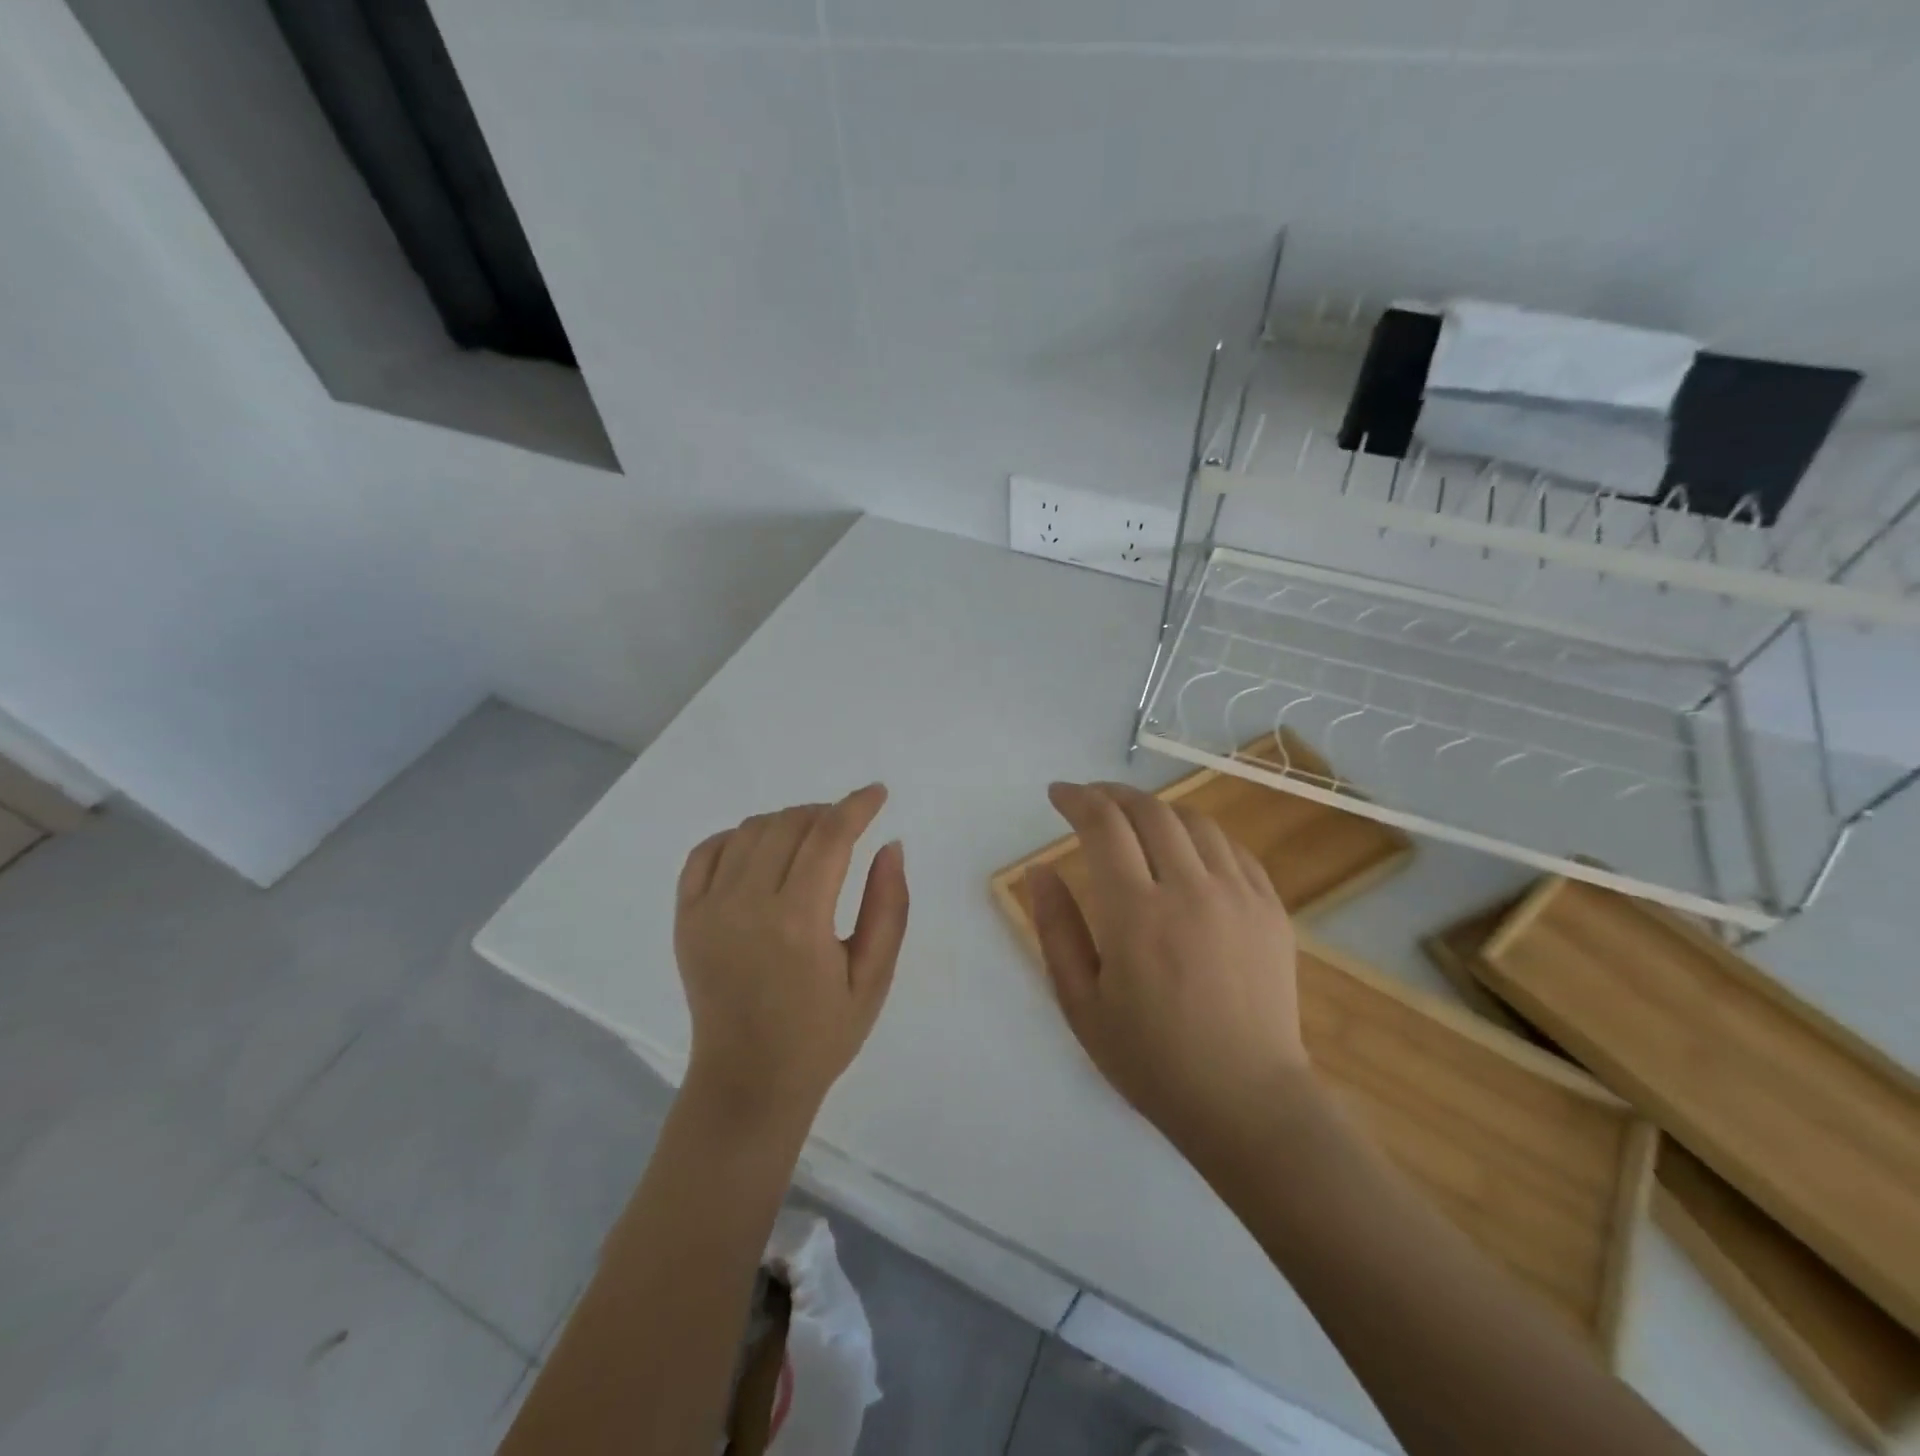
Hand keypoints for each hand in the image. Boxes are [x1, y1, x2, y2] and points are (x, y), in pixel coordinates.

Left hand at [674, 785, 908, 1135]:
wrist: (748, 1082)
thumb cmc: (822, 1035)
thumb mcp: (874, 977)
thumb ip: (888, 907)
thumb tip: (891, 845)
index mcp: (800, 923)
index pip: (830, 837)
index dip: (857, 806)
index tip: (878, 794)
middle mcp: (748, 905)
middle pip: (790, 824)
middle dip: (827, 812)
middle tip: (849, 826)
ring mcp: (709, 909)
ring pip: (751, 831)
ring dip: (788, 821)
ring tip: (811, 840)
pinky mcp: (685, 918)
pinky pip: (706, 852)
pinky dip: (738, 837)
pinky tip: (762, 853)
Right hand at [1027, 782, 1308, 1155]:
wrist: (1246, 1100)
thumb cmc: (1151, 1059)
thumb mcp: (1081, 1004)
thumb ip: (1055, 929)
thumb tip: (1039, 869)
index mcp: (1136, 914)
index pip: (1104, 825)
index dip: (1077, 799)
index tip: (1058, 794)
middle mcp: (1190, 889)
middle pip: (1150, 810)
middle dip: (1113, 794)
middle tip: (1091, 800)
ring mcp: (1238, 895)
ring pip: (1194, 821)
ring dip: (1156, 809)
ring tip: (1134, 821)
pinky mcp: (1270, 908)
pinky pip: (1232, 849)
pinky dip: (1199, 835)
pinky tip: (1185, 851)